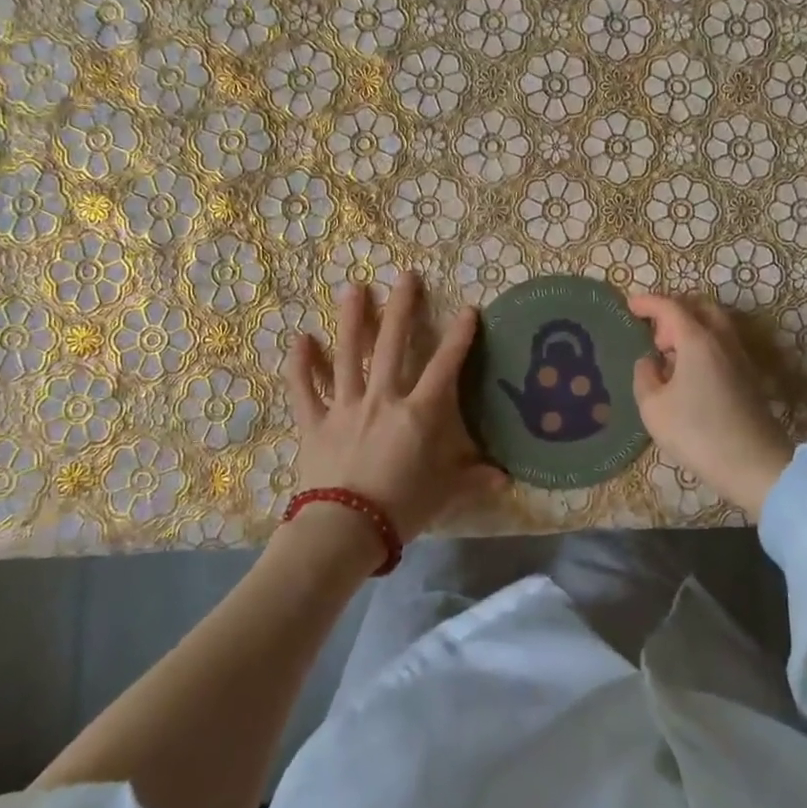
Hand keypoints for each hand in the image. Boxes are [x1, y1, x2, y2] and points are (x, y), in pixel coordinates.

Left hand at [283, 273, 500, 544]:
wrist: (343, 531)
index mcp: (418, 414)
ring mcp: (345, 406)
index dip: (459, 337)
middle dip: (401, 308)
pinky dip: (301, 365)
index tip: (468, 309)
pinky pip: (304, 389)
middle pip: (392, 344)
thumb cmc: (400, 510)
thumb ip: (473, 480)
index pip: (444, 366)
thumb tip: (506, 479)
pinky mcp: (314, 422)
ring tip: (354, 288)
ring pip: (348, 354)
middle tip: (405, 276)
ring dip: (351, 319)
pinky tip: (300, 338)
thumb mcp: (444, 495)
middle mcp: (382, 398)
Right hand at [628, 294, 793, 519]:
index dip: (648, 302)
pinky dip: (701, 345)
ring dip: (689, 328)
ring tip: (667, 353)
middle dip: (674, 310)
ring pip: (714, 326)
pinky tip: (687, 372)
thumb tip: (649, 361)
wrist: (754, 465)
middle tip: (653, 331)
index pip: (670, 307)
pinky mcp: (747, 377)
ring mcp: (739, 358)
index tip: (629, 304)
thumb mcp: (653, 407)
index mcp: (697, 340)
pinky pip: (721, 345)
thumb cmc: (697, 433)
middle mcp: (721, 341)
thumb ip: (644, 376)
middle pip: (699, 307)